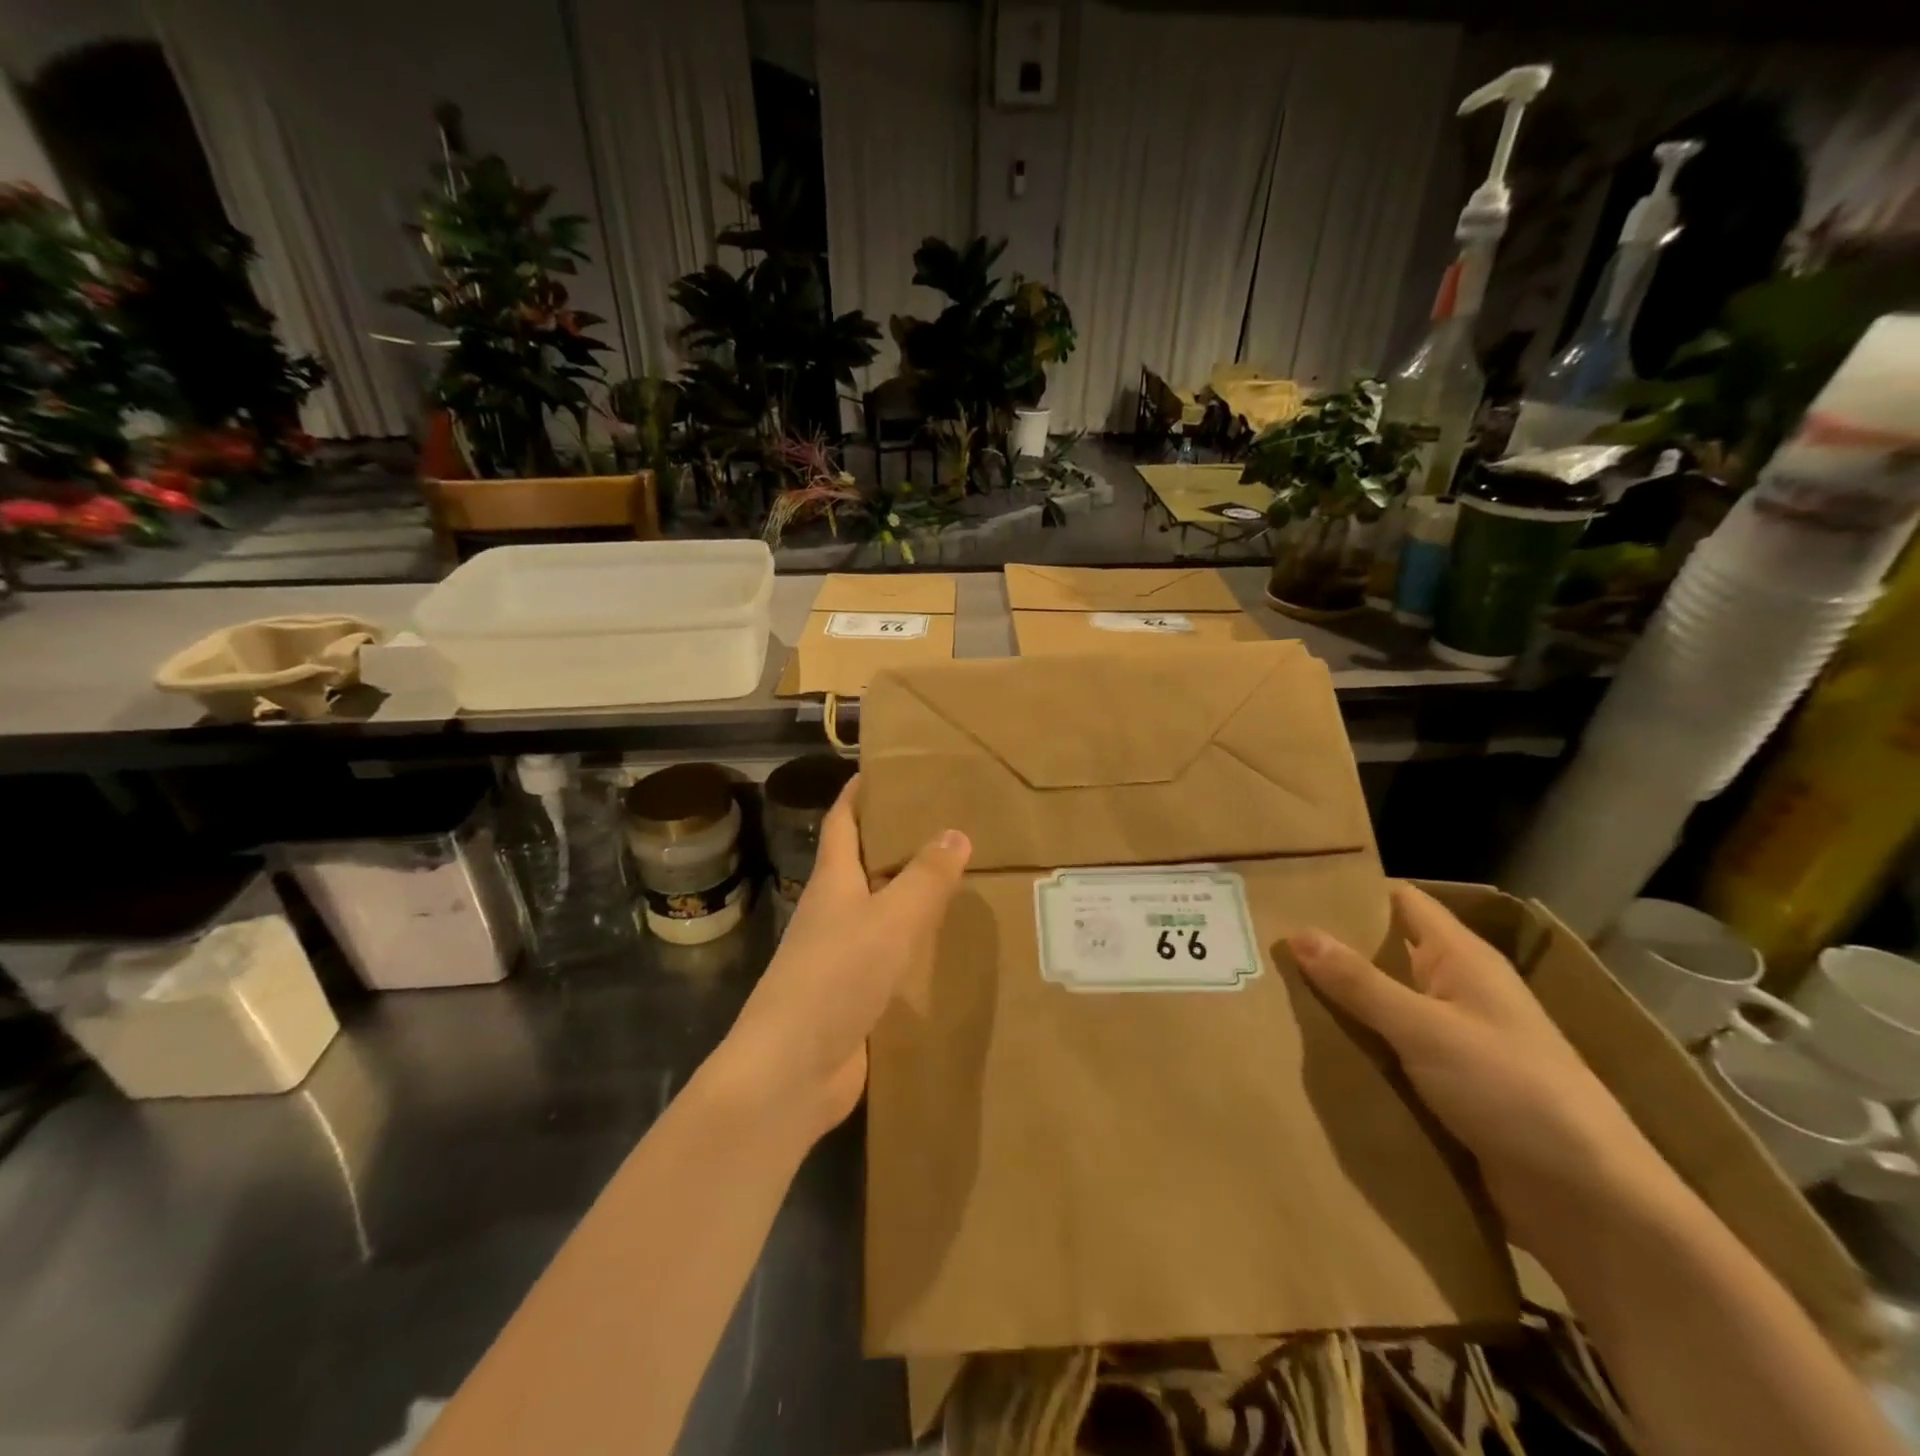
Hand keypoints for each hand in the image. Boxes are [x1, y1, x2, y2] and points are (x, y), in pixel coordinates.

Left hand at [717, 775, 970, 1143]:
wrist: (790, 1071)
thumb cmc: (836, 977)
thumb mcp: (890, 919)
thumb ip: (925, 877)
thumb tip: (955, 832)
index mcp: (833, 883)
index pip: (842, 823)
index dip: (858, 794)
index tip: (884, 770)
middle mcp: (832, 913)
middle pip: (861, 865)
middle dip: (894, 841)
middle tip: (943, 822)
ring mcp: (839, 957)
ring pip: (877, 912)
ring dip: (906, 894)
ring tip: (954, 879)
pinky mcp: (851, 996)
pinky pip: (887, 957)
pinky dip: (911, 944)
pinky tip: (942, 946)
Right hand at [1288, 883, 1680, 1252]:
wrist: (1591, 1205)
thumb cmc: (1513, 1092)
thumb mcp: (1426, 1029)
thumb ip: (1359, 982)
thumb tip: (1296, 932)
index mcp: (1460, 958)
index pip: (1398, 900)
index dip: (1348, 889)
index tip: (1288, 886)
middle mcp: (1454, 988)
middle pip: (1381, 952)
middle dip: (1327, 948)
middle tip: (1261, 940)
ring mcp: (1451, 1039)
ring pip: (1379, 1004)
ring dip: (1335, 1000)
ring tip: (1267, 988)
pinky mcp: (1444, 1084)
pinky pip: (1387, 1049)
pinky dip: (1353, 1044)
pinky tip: (1304, 1046)